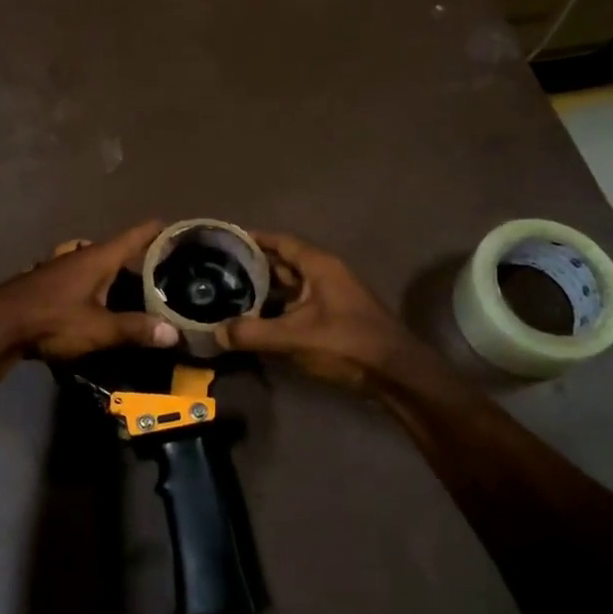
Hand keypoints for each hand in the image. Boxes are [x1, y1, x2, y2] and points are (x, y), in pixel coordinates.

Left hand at [0, 220, 179, 360]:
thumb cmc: (52, 319)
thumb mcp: (99, 329)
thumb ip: (135, 329)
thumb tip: (174, 333)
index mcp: (99, 257)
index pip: (137, 234)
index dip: (159, 230)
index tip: (181, 230)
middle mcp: (81, 254)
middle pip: (117, 249)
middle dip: (139, 257)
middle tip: (164, 270)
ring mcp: (60, 266)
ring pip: (95, 261)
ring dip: (113, 271)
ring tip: (131, 288)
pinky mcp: (46, 281)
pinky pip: (79, 275)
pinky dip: (93, 282)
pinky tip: (96, 301)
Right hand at [213, 231, 418, 390]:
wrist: (396, 374)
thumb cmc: (346, 343)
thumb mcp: (294, 337)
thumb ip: (252, 333)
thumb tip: (216, 333)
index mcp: (319, 265)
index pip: (281, 241)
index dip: (254, 239)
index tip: (226, 241)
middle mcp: (326, 274)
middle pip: (285, 263)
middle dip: (255, 266)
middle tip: (221, 271)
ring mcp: (333, 296)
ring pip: (293, 286)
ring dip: (267, 290)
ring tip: (232, 295)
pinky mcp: (336, 318)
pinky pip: (300, 305)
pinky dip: (279, 309)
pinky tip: (259, 322)